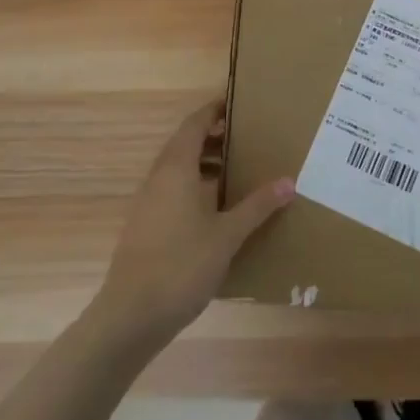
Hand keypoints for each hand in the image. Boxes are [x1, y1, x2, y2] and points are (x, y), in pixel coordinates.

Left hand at [91, 100, 294, 347]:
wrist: (130, 316)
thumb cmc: (181, 265)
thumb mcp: (227, 235)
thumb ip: (257, 206)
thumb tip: (289, 181)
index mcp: (177, 168)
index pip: (194, 124)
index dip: (214, 110)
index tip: (237, 103)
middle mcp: (159, 178)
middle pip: (185, 143)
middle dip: (214, 136)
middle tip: (246, 136)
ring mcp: (148, 202)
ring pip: (178, 168)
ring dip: (205, 162)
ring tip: (237, 170)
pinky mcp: (145, 225)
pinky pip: (173, 190)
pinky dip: (195, 185)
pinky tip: (216, 208)